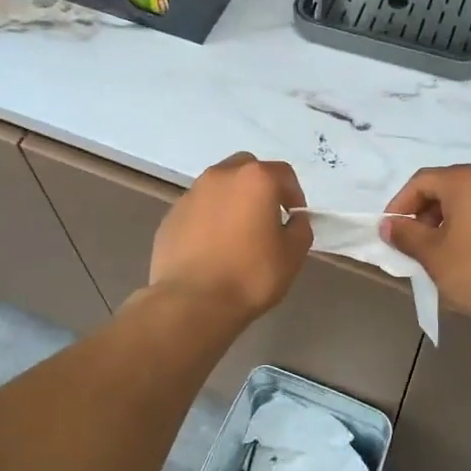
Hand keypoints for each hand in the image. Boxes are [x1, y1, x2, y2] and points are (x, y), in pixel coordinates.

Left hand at [150, 153, 312, 322]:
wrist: (191, 302)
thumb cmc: (250, 275)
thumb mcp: (292, 255)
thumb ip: (300, 229)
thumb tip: (293, 220)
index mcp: (255, 179)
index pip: (283, 174)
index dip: (294, 195)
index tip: (294, 218)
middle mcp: (221, 176)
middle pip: (247, 169)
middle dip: (260, 187)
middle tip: (265, 217)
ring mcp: (191, 194)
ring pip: (218, 186)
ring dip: (231, 201)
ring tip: (236, 234)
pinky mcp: (170, 216)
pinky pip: (198, 209)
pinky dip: (208, 218)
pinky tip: (211, 248)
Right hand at [384, 165, 470, 328]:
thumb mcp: (434, 255)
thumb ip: (406, 235)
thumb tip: (389, 225)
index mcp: (465, 180)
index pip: (421, 182)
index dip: (400, 205)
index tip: (391, 232)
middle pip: (445, 187)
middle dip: (423, 214)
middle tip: (412, 244)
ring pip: (467, 200)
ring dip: (445, 221)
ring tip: (436, 252)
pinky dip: (468, 225)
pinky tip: (464, 253)